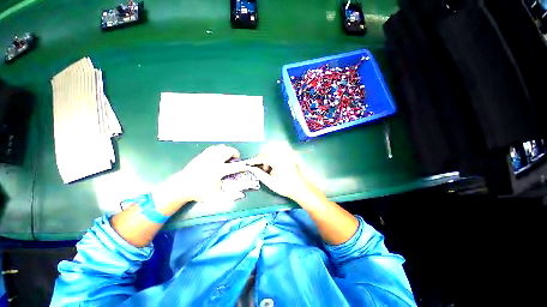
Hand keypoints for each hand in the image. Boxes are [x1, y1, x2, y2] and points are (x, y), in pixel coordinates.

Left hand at [151, 145, 248, 214]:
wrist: (181, 186)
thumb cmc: (200, 192)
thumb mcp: (216, 197)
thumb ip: (230, 197)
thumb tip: (241, 195)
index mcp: (219, 170)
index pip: (235, 166)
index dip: (243, 166)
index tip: (246, 166)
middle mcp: (215, 161)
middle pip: (229, 151)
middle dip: (235, 153)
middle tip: (235, 160)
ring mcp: (208, 156)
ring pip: (221, 147)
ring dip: (227, 151)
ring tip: (227, 157)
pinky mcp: (202, 155)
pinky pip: (213, 148)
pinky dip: (219, 149)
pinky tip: (218, 155)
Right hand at [246, 145, 324, 203]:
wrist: (300, 189)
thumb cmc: (285, 186)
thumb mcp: (270, 182)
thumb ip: (259, 174)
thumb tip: (251, 168)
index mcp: (277, 160)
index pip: (262, 157)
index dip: (254, 160)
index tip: (248, 164)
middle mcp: (282, 155)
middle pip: (267, 153)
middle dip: (261, 160)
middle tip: (260, 170)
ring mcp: (286, 156)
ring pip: (271, 154)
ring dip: (267, 160)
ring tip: (268, 170)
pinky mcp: (289, 158)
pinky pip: (277, 156)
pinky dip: (272, 160)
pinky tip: (273, 168)